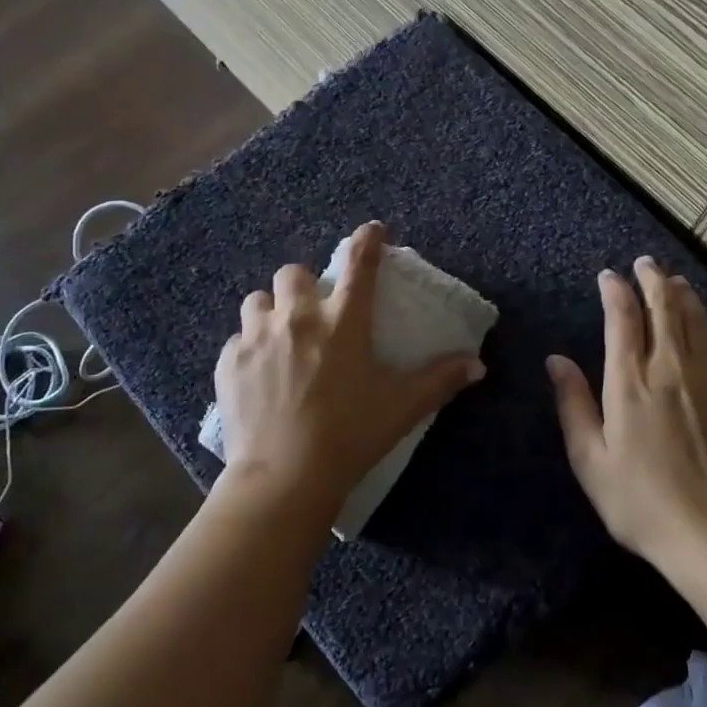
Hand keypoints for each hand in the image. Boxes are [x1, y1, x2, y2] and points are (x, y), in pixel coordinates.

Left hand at [213, 222, 485, 516]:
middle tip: (313, 311)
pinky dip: (248, 349)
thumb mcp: (403, 406)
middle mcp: (297, 318)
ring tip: (279, 337)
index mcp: (343, 322)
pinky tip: (258, 374)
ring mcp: (256, 338)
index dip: (367, 241)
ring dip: (270, 311)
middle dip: (302, 285)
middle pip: (291, 274)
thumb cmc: (350, 434)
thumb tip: (477, 365)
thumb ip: (441, 380)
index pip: (359, 266)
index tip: (371, 230)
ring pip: (257, 301)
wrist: (284, 476)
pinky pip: (236, 340)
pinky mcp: (228, 363)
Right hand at [547, 257, 706, 564]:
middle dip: (652, 280)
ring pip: (696, 320)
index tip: (609, 275)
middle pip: (664, 308)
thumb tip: (556, 360)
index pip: (622, 319)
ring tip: (674, 279)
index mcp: (629, 382)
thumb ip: (573, 404)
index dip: (615, 291)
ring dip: (683, 294)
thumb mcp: (590, 459)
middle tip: (645, 263)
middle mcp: (670, 368)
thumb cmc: (641, 500)